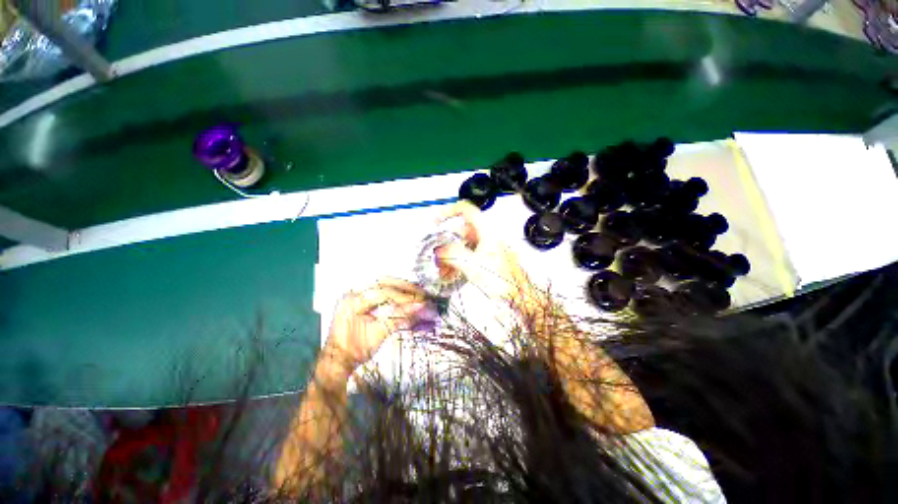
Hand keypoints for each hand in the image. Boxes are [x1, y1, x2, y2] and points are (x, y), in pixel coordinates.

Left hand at [321, 278, 425, 381]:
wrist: (340, 359)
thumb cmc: (355, 350)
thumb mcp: (379, 334)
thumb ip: (400, 318)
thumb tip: (420, 308)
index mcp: (353, 301)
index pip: (383, 293)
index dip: (404, 297)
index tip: (419, 301)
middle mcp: (353, 292)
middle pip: (384, 282)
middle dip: (405, 287)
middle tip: (421, 293)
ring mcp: (356, 293)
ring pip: (383, 283)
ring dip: (402, 287)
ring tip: (417, 292)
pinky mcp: (361, 297)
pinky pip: (381, 289)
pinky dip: (395, 291)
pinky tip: (406, 293)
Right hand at [434, 202, 538, 310]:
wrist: (519, 297)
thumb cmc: (500, 279)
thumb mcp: (472, 265)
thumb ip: (453, 254)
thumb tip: (439, 250)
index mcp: (486, 231)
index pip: (466, 210)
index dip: (449, 212)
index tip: (436, 223)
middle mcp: (487, 236)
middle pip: (461, 232)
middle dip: (446, 244)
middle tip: (436, 257)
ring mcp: (488, 247)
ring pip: (464, 246)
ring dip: (451, 256)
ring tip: (442, 272)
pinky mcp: (488, 258)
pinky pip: (469, 256)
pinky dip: (459, 262)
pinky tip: (451, 275)